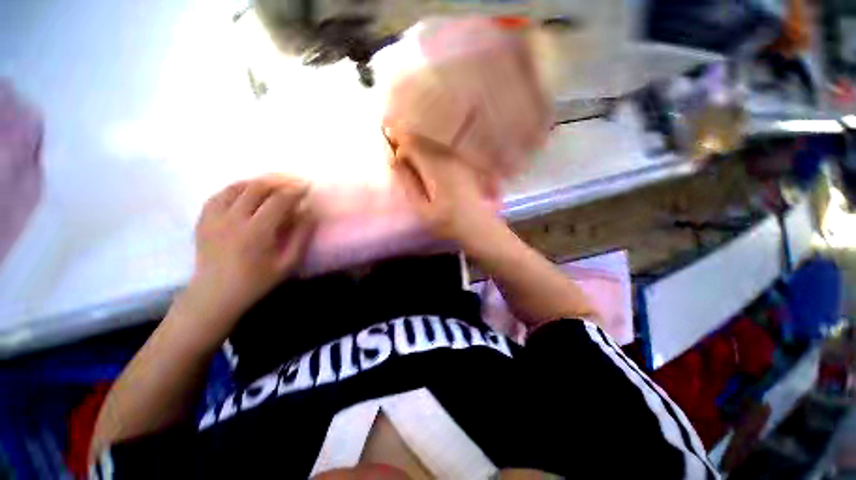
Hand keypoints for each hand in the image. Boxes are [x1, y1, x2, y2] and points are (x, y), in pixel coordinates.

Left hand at [182, 175, 316, 332]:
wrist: (215, 294)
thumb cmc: (256, 281)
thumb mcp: (288, 263)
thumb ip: (301, 236)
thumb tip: (309, 212)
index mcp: (256, 232)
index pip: (278, 201)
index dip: (295, 190)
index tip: (307, 187)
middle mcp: (233, 219)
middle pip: (257, 187)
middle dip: (279, 180)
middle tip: (293, 180)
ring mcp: (214, 217)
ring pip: (237, 187)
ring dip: (258, 181)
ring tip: (274, 183)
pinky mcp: (203, 219)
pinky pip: (220, 194)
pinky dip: (237, 188)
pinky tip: (247, 191)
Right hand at [391, 132, 506, 252]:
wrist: (478, 225)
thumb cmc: (447, 221)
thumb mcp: (422, 207)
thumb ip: (407, 182)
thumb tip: (394, 160)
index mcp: (435, 166)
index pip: (412, 143)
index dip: (397, 140)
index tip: (386, 141)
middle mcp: (447, 156)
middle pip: (422, 140)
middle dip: (406, 140)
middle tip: (393, 144)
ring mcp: (457, 158)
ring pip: (432, 143)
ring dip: (418, 145)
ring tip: (406, 153)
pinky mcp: (463, 163)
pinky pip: (441, 149)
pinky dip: (429, 150)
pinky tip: (424, 160)